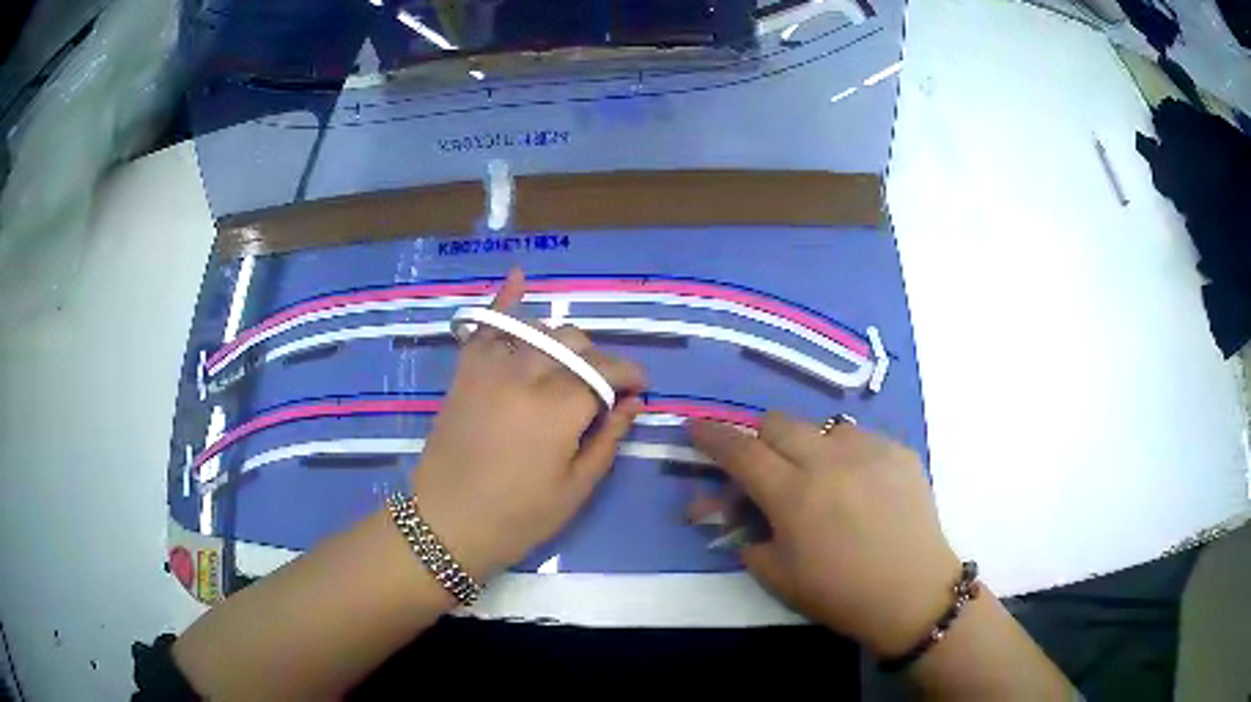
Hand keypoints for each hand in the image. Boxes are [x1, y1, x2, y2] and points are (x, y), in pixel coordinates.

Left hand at [414, 269, 646, 579]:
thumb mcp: (575, 488)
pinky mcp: (466, 369)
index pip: (606, 370)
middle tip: (602, 391)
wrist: (445, 523)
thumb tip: (633, 403)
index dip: (630, 375)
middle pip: (576, 343)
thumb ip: (608, 438)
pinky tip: (518, 276)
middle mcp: (526, 373)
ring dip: (564, 341)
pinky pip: (486, 323)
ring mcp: (490, 366)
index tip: (639, 389)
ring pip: (540, 329)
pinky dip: (504, 298)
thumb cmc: (517, 517)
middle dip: (599, 360)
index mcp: (558, 407)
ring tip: (569, 367)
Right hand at [689, 413, 960, 656]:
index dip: (712, 436)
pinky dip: (847, 454)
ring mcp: (869, 449)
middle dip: (759, 438)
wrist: (913, 593)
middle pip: (778, 422)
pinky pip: (861, 437)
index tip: (695, 428)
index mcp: (793, 494)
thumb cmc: (839, 594)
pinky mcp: (899, 451)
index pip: (740, 451)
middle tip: (763, 465)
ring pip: (822, 425)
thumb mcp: (777, 576)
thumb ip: (746, 538)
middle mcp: (828, 460)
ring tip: (820, 479)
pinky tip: (860, 485)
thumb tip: (731, 513)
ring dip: (808, 445)